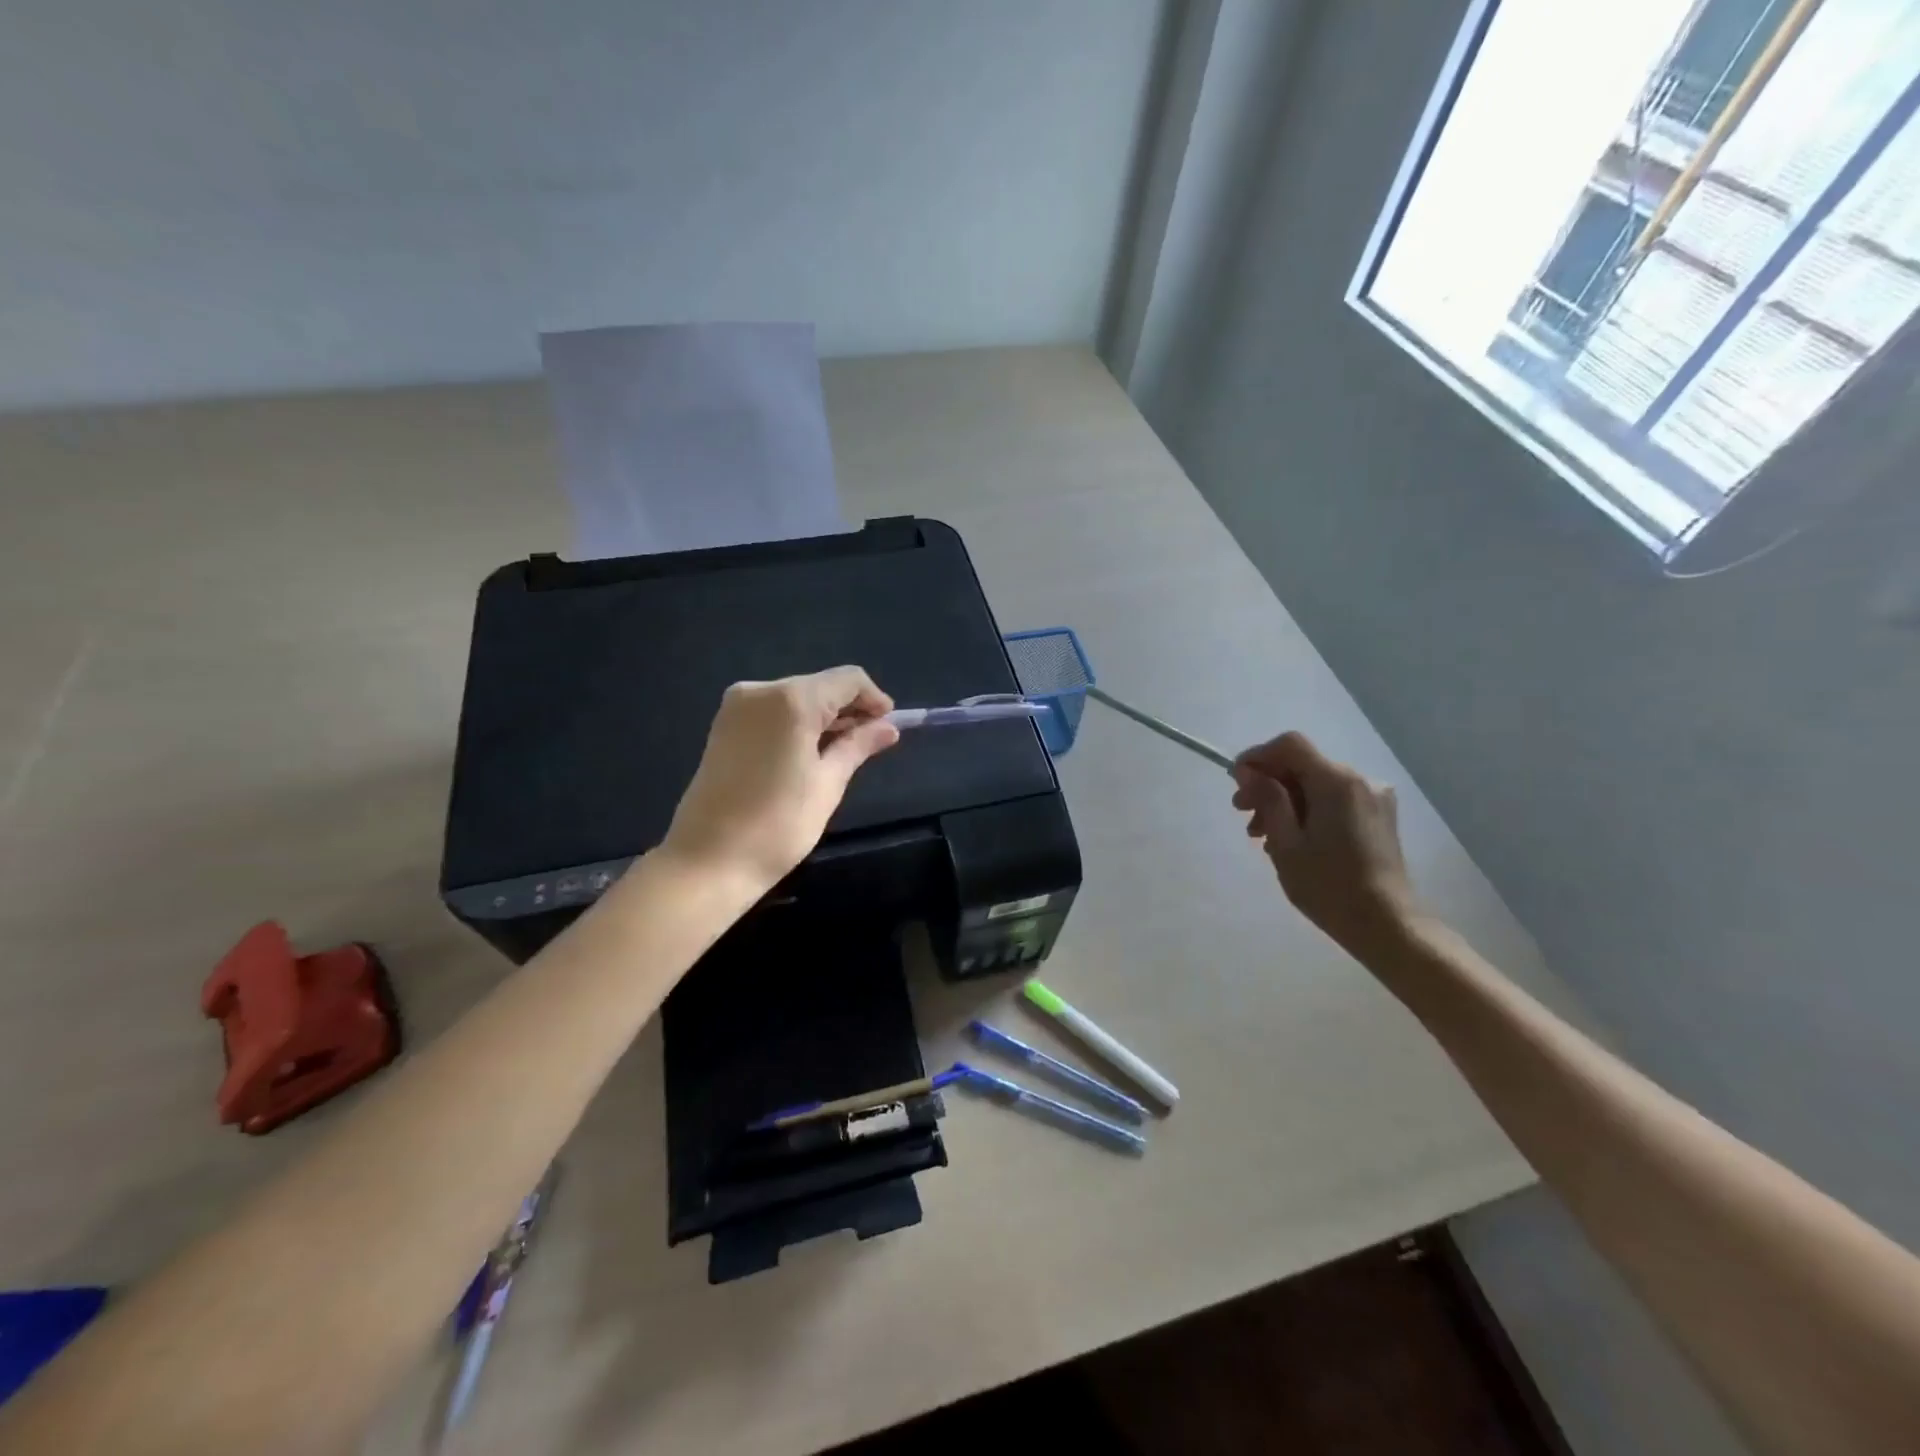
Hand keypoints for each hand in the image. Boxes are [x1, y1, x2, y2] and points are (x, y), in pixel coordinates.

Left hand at [661, 667, 900, 892]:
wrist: (707, 861)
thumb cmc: (777, 825)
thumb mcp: (827, 784)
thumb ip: (857, 746)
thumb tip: (888, 728)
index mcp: (791, 700)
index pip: (847, 679)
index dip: (874, 699)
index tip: (887, 728)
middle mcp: (761, 690)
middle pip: (820, 685)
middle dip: (849, 709)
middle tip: (870, 744)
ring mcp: (737, 706)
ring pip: (797, 697)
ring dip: (824, 717)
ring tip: (843, 752)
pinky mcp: (725, 725)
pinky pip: (773, 711)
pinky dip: (798, 724)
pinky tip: (809, 752)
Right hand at [1231, 731, 1418, 955]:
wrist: (1386, 924)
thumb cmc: (1328, 886)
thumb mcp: (1286, 843)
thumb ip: (1267, 799)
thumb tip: (1248, 771)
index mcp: (1336, 782)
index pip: (1290, 745)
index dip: (1258, 756)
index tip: (1237, 782)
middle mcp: (1359, 779)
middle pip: (1302, 764)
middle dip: (1268, 783)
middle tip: (1242, 814)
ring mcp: (1373, 797)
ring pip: (1316, 783)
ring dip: (1285, 800)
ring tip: (1263, 835)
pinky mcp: (1378, 815)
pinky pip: (1333, 798)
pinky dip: (1307, 809)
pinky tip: (1293, 839)